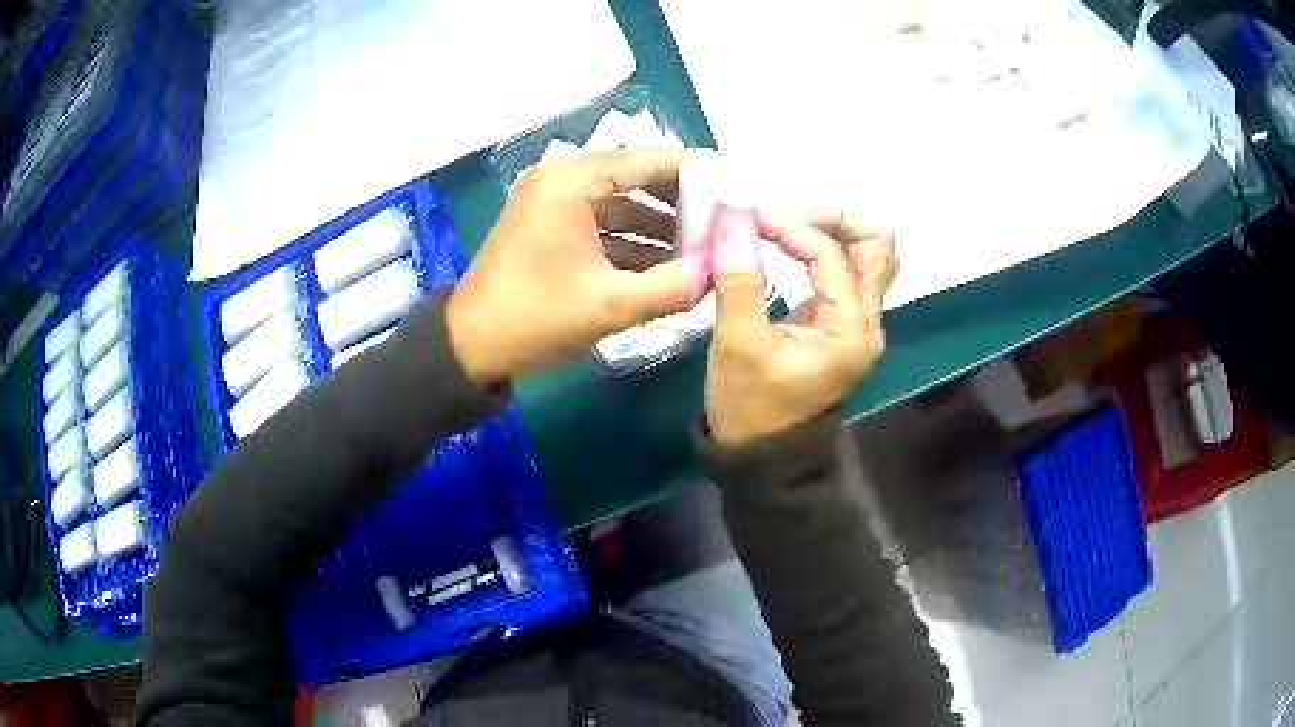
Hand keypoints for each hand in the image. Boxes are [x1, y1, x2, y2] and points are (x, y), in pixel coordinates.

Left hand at [447, 149, 705, 385]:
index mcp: (572, 181)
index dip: (697, 171)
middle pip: (637, 177)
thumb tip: (722, 270)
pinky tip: (667, 264)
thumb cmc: (534, 318)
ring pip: (622, 202)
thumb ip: (674, 286)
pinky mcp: (551, 224)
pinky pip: (603, 222)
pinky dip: (633, 240)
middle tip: (727, 222)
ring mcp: (554, 201)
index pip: (648, 160)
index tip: (737, 186)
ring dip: (660, 225)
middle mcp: (562, 178)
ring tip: (705, 248)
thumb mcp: (610, 305)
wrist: (469, 346)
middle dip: (682, 202)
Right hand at [705, 207, 898, 446]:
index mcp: (851, 330)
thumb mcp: (738, 345)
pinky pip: (849, 270)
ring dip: (834, 230)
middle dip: (835, 219)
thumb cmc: (750, 408)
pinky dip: (825, 247)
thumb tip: (732, 218)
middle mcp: (867, 321)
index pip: (831, 256)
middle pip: (878, 246)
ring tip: (787, 228)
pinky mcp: (842, 322)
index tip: (746, 219)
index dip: (789, 228)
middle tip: (786, 219)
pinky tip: (790, 245)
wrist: (764, 455)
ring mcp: (858, 322)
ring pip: (869, 255)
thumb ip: (738, 279)